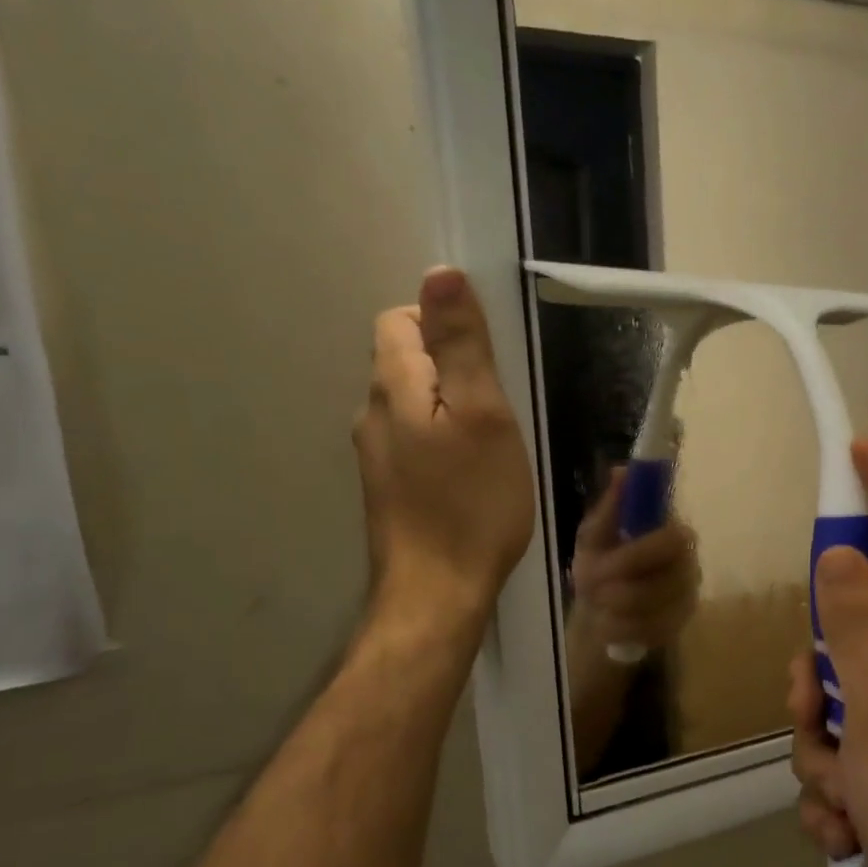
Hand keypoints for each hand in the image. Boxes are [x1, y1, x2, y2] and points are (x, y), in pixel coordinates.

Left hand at [356, 266, 534, 619]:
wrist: (437, 593)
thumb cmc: (472, 503)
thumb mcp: (483, 415)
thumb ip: (461, 345)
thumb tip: (440, 273)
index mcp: (392, 387)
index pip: (401, 319)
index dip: (443, 326)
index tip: (486, 366)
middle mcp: (370, 413)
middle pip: (404, 360)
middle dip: (450, 369)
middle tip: (496, 411)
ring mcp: (374, 456)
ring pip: (411, 404)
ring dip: (448, 409)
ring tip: (488, 446)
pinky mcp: (387, 488)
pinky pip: (413, 441)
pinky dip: (441, 443)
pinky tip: (468, 477)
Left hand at [568, 470, 701, 656]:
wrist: (600, 609)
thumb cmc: (602, 561)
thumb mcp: (596, 533)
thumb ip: (611, 506)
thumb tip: (622, 470)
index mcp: (673, 533)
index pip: (673, 541)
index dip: (636, 555)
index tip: (601, 562)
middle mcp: (689, 565)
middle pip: (660, 581)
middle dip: (617, 586)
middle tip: (589, 584)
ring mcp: (686, 599)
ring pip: (649, 609)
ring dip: (612, 607)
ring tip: (596, 602)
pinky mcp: (678, 628)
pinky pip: (646, 633)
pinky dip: (618, 629)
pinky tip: (608, 622)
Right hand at [789, 441, 867, 866]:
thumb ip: (855, 629)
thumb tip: (838, 553)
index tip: (861, 448)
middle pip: (849, 632)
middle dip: (818, 680)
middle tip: (816, 716)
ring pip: (831, 696)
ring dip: (820, 746)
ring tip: (846, 796)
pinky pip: (837, 745)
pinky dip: (833, 784)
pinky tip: (851, 825)